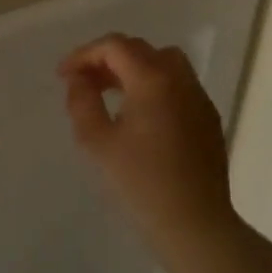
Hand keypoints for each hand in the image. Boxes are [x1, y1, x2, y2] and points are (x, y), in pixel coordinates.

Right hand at [60, 35, 234, 243]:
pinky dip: (154, 84)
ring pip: (164, 62)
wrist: (194, 226)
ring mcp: (199, 98)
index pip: (115, 46)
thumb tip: (79, 79)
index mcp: (153, 80)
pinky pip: (178, 85)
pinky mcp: (208, 119)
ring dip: (133, 68)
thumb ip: (82, 102)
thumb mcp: (97, 142)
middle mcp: (180, 80)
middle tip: (83, 82)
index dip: (84, 54)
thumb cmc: (140, 184)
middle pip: (140, 49)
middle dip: (107, 59)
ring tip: (111, 92)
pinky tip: (139, 114)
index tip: (63, 76)